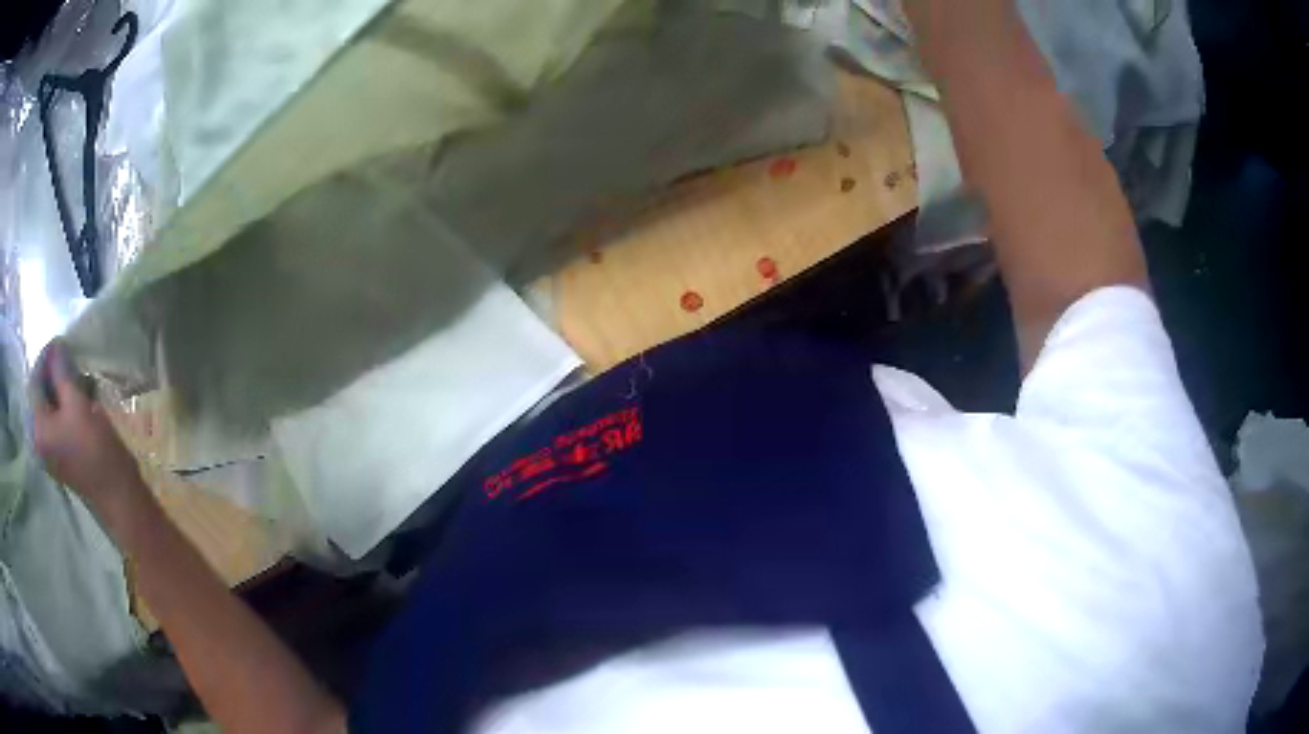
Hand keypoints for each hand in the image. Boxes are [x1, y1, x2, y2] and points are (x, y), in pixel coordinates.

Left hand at [30, 340, 146, 515]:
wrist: (117, 495)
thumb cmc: (95, 449)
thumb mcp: (77, 404)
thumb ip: (61, 372)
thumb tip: (55, 346)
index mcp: (37, 428)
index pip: (34, 381)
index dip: (45, 358)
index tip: (60, 341)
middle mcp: (38, 440)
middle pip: (40, 395)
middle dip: (52, 374)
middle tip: (68, 358)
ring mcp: (49, 451)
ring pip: (49, 408)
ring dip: (59, 389)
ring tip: (75, 378)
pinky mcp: (60, 457)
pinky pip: (56, 422)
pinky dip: (64, 406)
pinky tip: (77, 401)